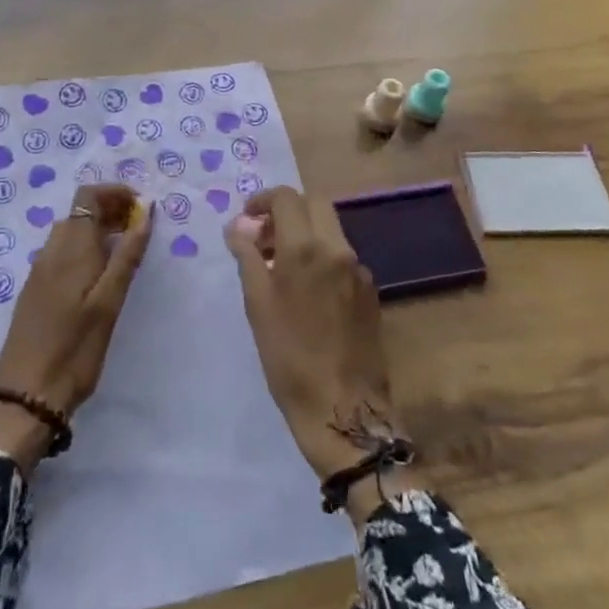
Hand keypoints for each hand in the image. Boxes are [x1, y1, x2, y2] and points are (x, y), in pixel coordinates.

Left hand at [0, 184, 150, 471]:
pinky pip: (63, 251)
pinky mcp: (36, 289)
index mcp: (71, 247)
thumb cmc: (74, 348)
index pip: (89, 195)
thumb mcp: (109, 303)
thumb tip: (146, 212)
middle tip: (141, 229)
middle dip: (112, 210)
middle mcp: (52, 250)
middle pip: (80, 211)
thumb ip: (127, 255)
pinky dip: (86, 248)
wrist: (25, 395)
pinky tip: (100, 275)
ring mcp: (40, 270)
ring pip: (71, 231)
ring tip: (127, 250)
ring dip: (99, 229)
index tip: (143, 207)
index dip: (116, 192)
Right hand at [225, 187, 421, 521]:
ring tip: (281, 266)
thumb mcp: (257, 305)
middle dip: (287, 211)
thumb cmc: (290, 357)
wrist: (344, 410)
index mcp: (306, 248)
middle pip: (314, 204)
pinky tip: (308, 291)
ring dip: (305, 233)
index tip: (247, 219)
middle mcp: (337, 249)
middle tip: (265, 237)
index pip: (286, 198)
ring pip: (330, 229)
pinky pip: (342, 257)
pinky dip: (322, 256)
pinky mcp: (370, 291)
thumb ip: (248, 256)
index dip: (262, 200)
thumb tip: (238, 226)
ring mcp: (359, 270)